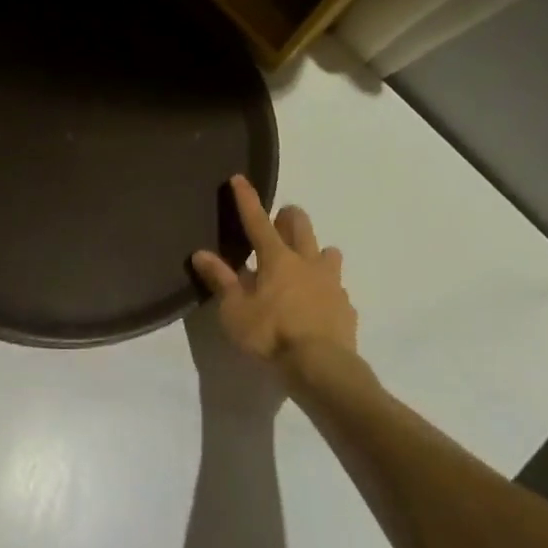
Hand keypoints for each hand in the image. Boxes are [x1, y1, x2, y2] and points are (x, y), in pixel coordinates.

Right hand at [190, 175, 359, 378]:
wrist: (323, 369)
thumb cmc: (271, 335)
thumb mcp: (234, 310)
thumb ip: (221, 280)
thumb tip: (201, 253)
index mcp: (277, 259)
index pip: (258, 221)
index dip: (247, 199)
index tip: (240, 178)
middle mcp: (307, 263)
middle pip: (301, 226)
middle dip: (289, 216)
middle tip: (279, 219)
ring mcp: (331, 284)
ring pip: (328, 252)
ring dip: (316, 250)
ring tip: (305, 260)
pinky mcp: (346, 307)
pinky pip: (337, 287)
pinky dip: (326, 287)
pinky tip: (318, 301)